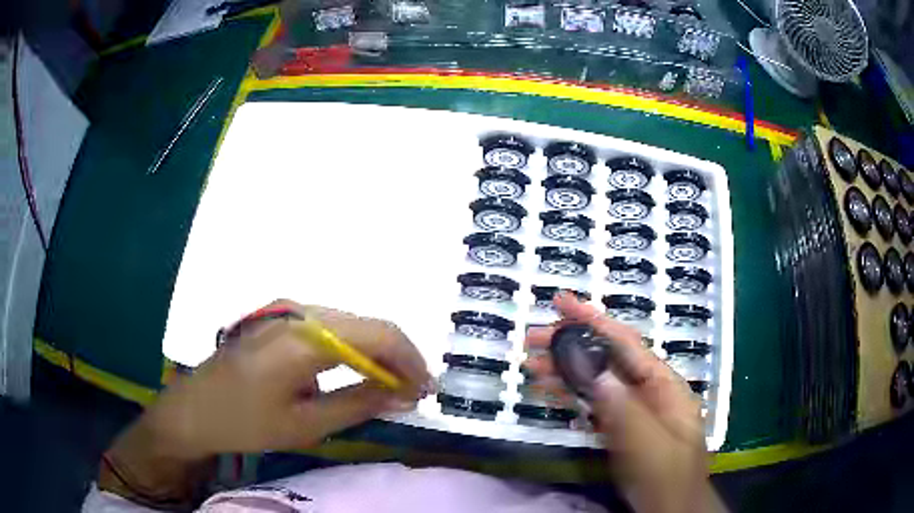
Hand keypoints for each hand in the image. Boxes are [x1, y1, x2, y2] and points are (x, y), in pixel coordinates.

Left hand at [100, 300, 430, 505]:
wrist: (194, 409)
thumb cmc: (245, 422)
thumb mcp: (305, 424)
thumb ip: (359, 404)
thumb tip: (404, 395)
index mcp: (304, 337)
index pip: (378, 334)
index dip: (410, 361)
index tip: (426, 391)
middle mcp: (299, 312)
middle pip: (367, 325)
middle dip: (397, 358)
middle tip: (412, 393)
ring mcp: (286, 311)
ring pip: (350, 325)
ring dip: (375, 354)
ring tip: (390, 387)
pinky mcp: (279, 319)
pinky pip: (330, 328)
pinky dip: (352, 350)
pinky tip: (357, 372)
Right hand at [525, 293, 724, 512]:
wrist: (669, 508)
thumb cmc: (666, 476)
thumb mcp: (648, 443)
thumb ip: (624, 408)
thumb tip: (594, 371)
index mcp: (663, 385)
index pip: (626, 343)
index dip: (593, 320)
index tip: (562, 303)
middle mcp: (648, 390)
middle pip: (607, 358)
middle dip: (570, 344)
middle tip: (532, 339)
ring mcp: (633, 409)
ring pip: (596, 380)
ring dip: (564, 370)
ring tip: (531, 364)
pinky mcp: (620, 427)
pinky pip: (593, 403)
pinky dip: (571, 394)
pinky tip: (549, 391)